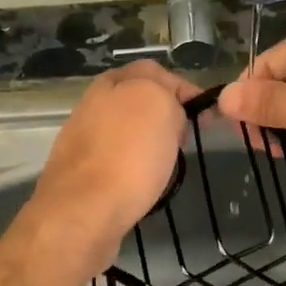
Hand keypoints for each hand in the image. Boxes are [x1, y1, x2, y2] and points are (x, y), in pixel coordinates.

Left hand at [27, 60, 200, 272]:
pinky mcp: (80, 176)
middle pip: (138, 102)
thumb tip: (168, 107)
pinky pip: (116, 163)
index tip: (205, 116)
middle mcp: (91, 106)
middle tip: (184, 139)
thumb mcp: (159, 105)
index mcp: (110, 83)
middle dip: (165, 117)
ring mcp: (82, 142)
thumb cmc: (128, 157)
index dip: (183, 89)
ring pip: (126, 134)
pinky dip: (132, 170)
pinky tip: (141, 184)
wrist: (83, 213)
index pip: (154, 71)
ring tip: (167, 164)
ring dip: (148, 144)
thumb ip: (167, 92)